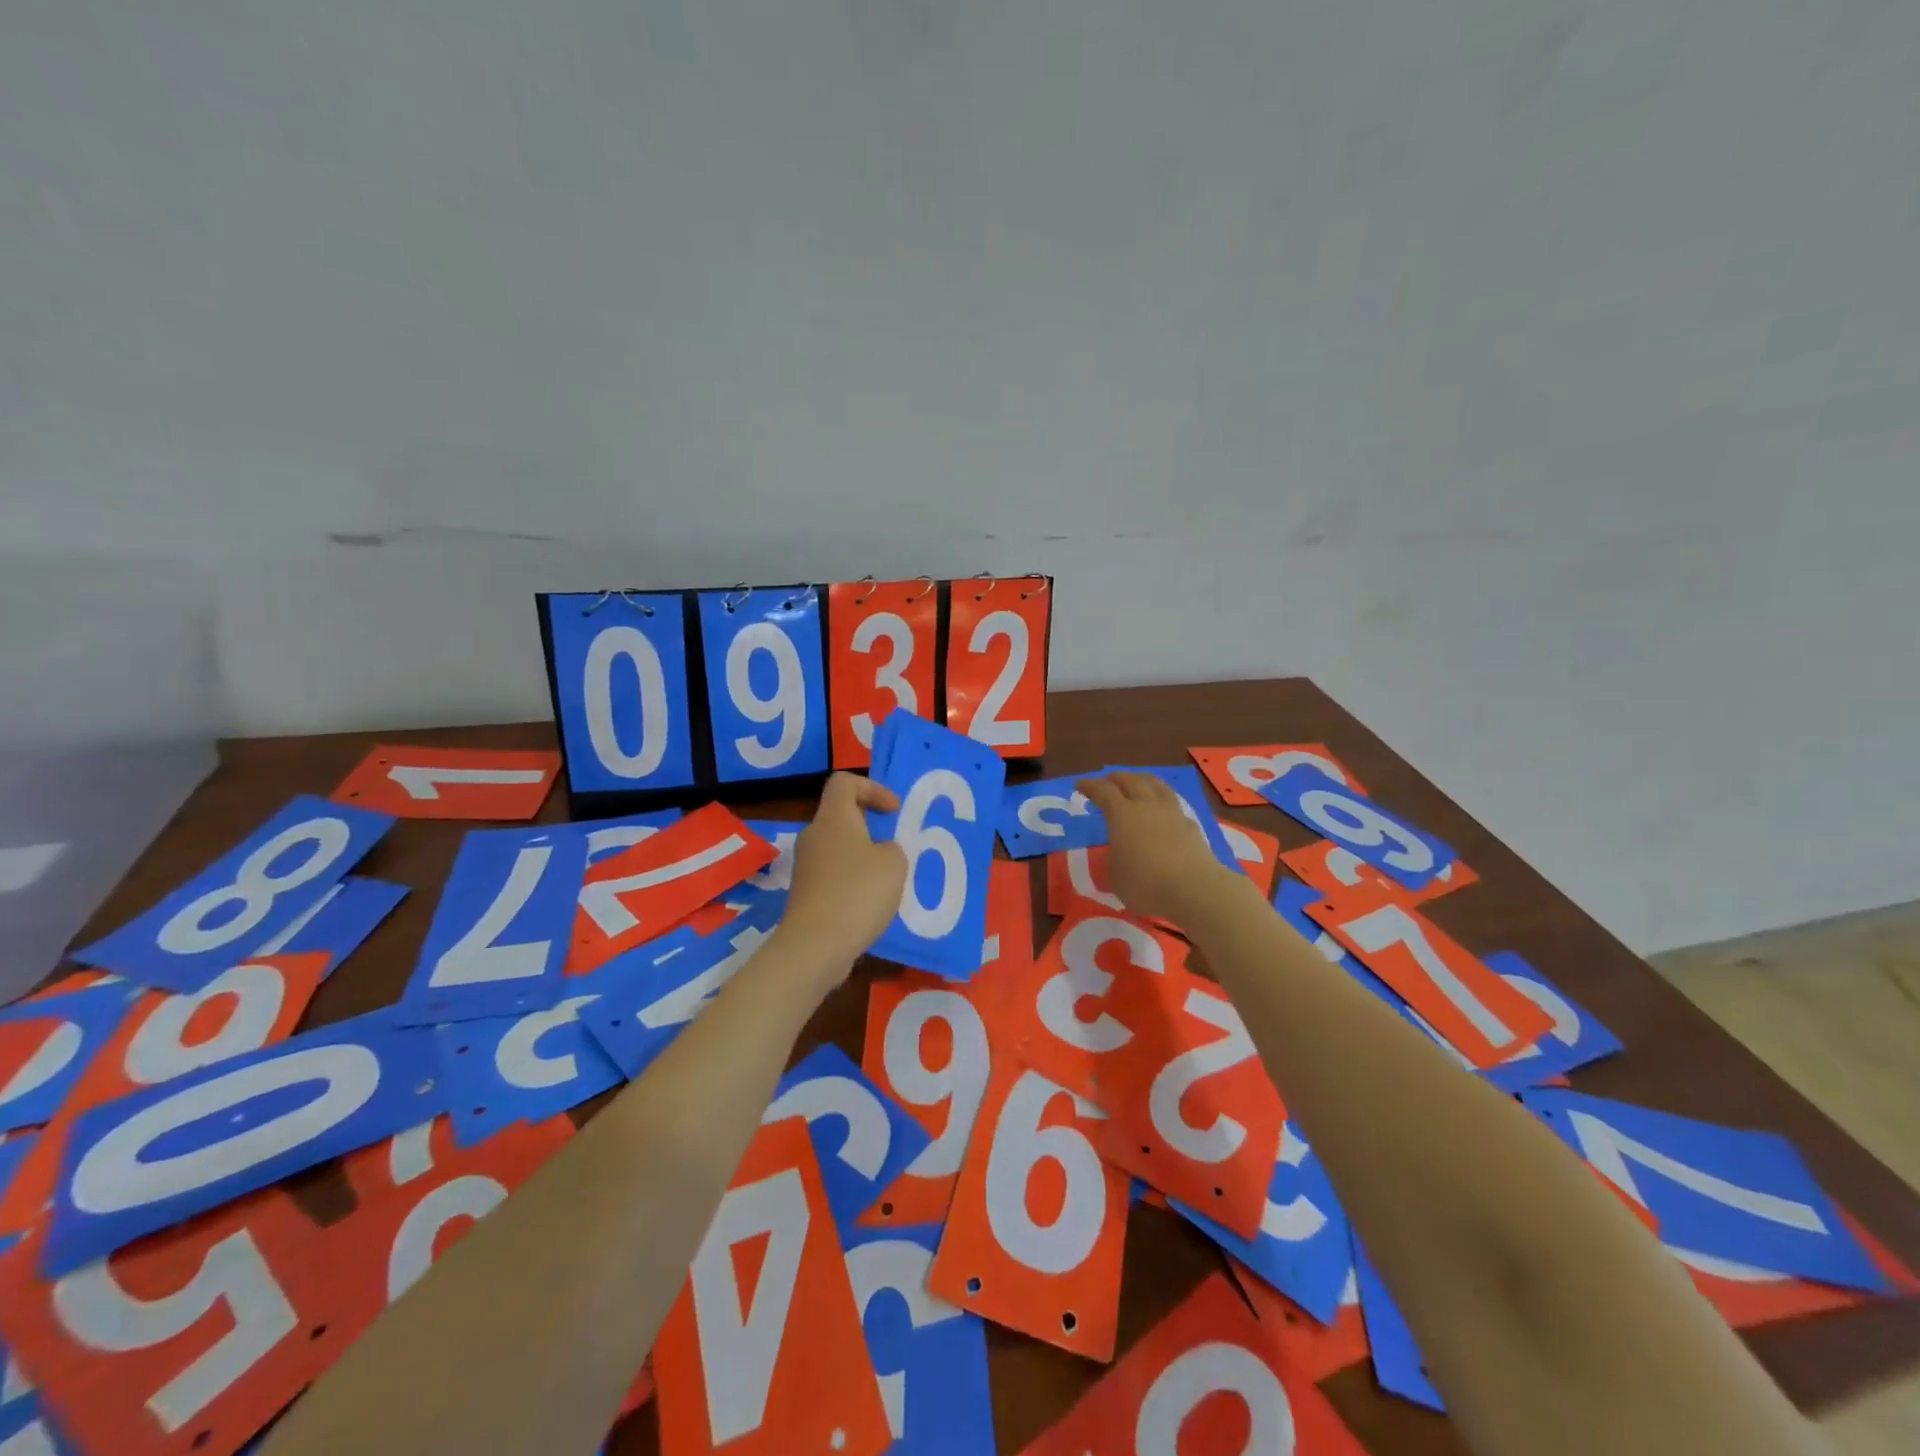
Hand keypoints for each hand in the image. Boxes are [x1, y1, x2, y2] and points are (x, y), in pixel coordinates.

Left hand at [777, 772, 908, 979]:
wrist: (816, 946)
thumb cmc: (858, 893)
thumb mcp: (894, 863)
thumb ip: (893, 848)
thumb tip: (881, 852)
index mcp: (833, 818)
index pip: (845, 782)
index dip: (872, 788)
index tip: (894, 812)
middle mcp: (814, 835)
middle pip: (841, 815)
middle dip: (870, 826)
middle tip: (895, 846)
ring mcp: (806, 866)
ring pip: (838, 848)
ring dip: (863, 856)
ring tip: (888, 878)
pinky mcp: (806, 893)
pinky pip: (833, 875)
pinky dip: (853, 881)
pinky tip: (871, 904)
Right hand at [1077, 772, 1238, 925]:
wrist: (1194, 888)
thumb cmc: (1145, 882)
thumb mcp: (1115, 876)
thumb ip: (1113, 859)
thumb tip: (1119, 854)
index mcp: (1122, 814)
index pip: (1103, 791)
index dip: (1090, 785)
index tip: (1080, 784)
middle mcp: (1147, 806)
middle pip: (1131, 780)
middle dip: (1117, 778)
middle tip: (1109, 780)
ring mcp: (1172, 813)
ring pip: (1156, 785)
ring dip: (1143, 780)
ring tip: (1138, 783)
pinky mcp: (1191, 826)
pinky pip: (1173, 805)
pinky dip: (1162, 802)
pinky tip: (1162, 812)